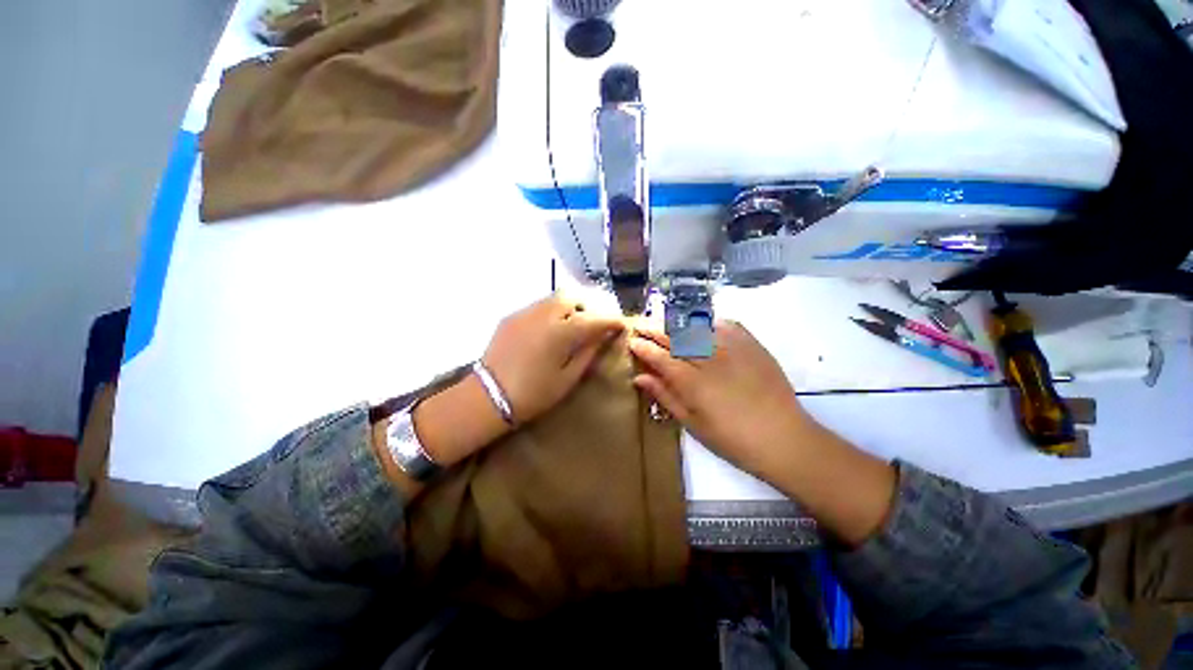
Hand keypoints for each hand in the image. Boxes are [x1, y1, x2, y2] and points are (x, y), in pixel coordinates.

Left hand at [482, 295, 624, 425]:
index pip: (594, 318)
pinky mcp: (512, 316)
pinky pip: (538, 306)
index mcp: (561, 332)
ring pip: (554, 298)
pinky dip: (551, 312)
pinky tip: (549, 330)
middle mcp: (543, 314)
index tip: (621, 324)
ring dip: (569, 307)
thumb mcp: (568, 378)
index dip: (611, 319)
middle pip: (572, 297)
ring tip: (572, 325)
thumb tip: (604, 336)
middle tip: (593, 324)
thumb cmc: (534, 394)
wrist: (488, 397)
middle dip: (587, 307)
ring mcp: (525, 313)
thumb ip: (588, 352)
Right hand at [630, 321, 898, 546]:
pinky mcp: (751, 344)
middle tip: (640, 325)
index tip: (632, 341)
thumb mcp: (692, 423)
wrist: (784, 437)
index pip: (659, 356)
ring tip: (663, 321)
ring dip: (675, 321)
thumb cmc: (732, 439)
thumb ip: (664, 396)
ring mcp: (732, 347)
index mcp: (692, 382)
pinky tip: (698, 324)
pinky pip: (724, 323)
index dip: (643, 347)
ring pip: (696, 325)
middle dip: (653, 328)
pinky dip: (707, 321)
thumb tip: (639, 377)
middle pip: (674, 336)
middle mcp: (709, 358)